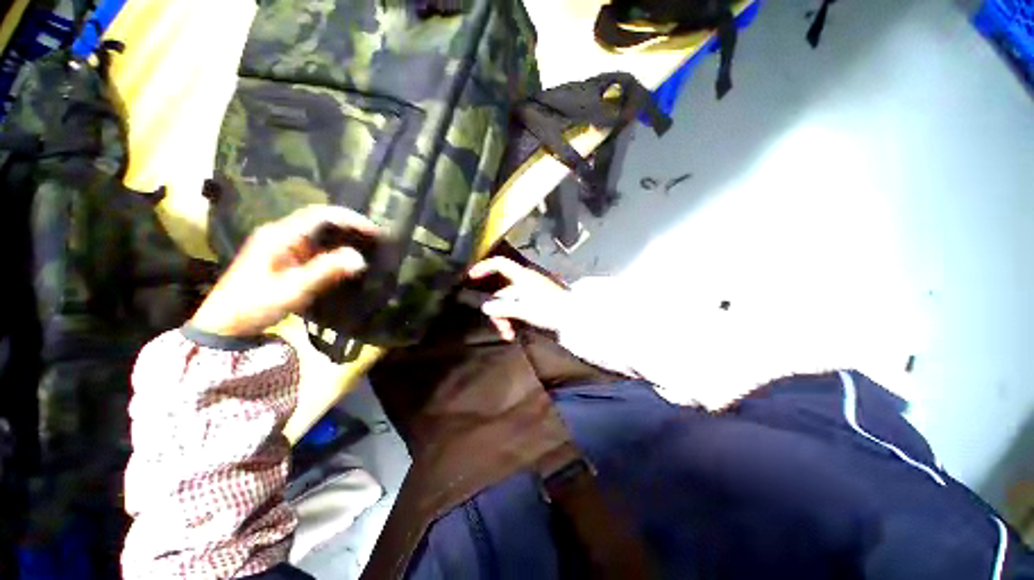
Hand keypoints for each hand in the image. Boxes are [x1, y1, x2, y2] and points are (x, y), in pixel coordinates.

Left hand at [190, 205, 378, 337]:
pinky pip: (314, 243)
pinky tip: (346, 254)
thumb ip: (326, 271)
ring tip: (367, 242)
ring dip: (343, 233)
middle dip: (350, 223)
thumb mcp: (293, 289)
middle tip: (375, 236)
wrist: (225, 322)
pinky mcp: (284, 254)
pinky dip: (334, 244)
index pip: (321, 215)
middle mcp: (281, 232)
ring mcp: (281, 243)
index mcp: (280, 235)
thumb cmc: (256, 304)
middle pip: (320, 217)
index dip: (350, 219)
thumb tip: (360, 259)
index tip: (374, 232)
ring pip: (318, 229)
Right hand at [464, 257, 571, 339]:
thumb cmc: (548, 308)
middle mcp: (523, 281)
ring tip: (509, 335)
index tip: (471, 277)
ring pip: (508, 303)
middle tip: (502, 329)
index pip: (499, 264)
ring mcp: (529, 292)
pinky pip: (517, 308)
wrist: (572, 316)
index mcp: (521, 276)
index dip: (484, 267)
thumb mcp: (524, 309)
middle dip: (498, 311)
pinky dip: (513, 319)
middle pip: (501, 292)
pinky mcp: (534, 302)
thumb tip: (485, 307)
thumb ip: (504, 308)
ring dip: (505, 319)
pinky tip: (514, 333)